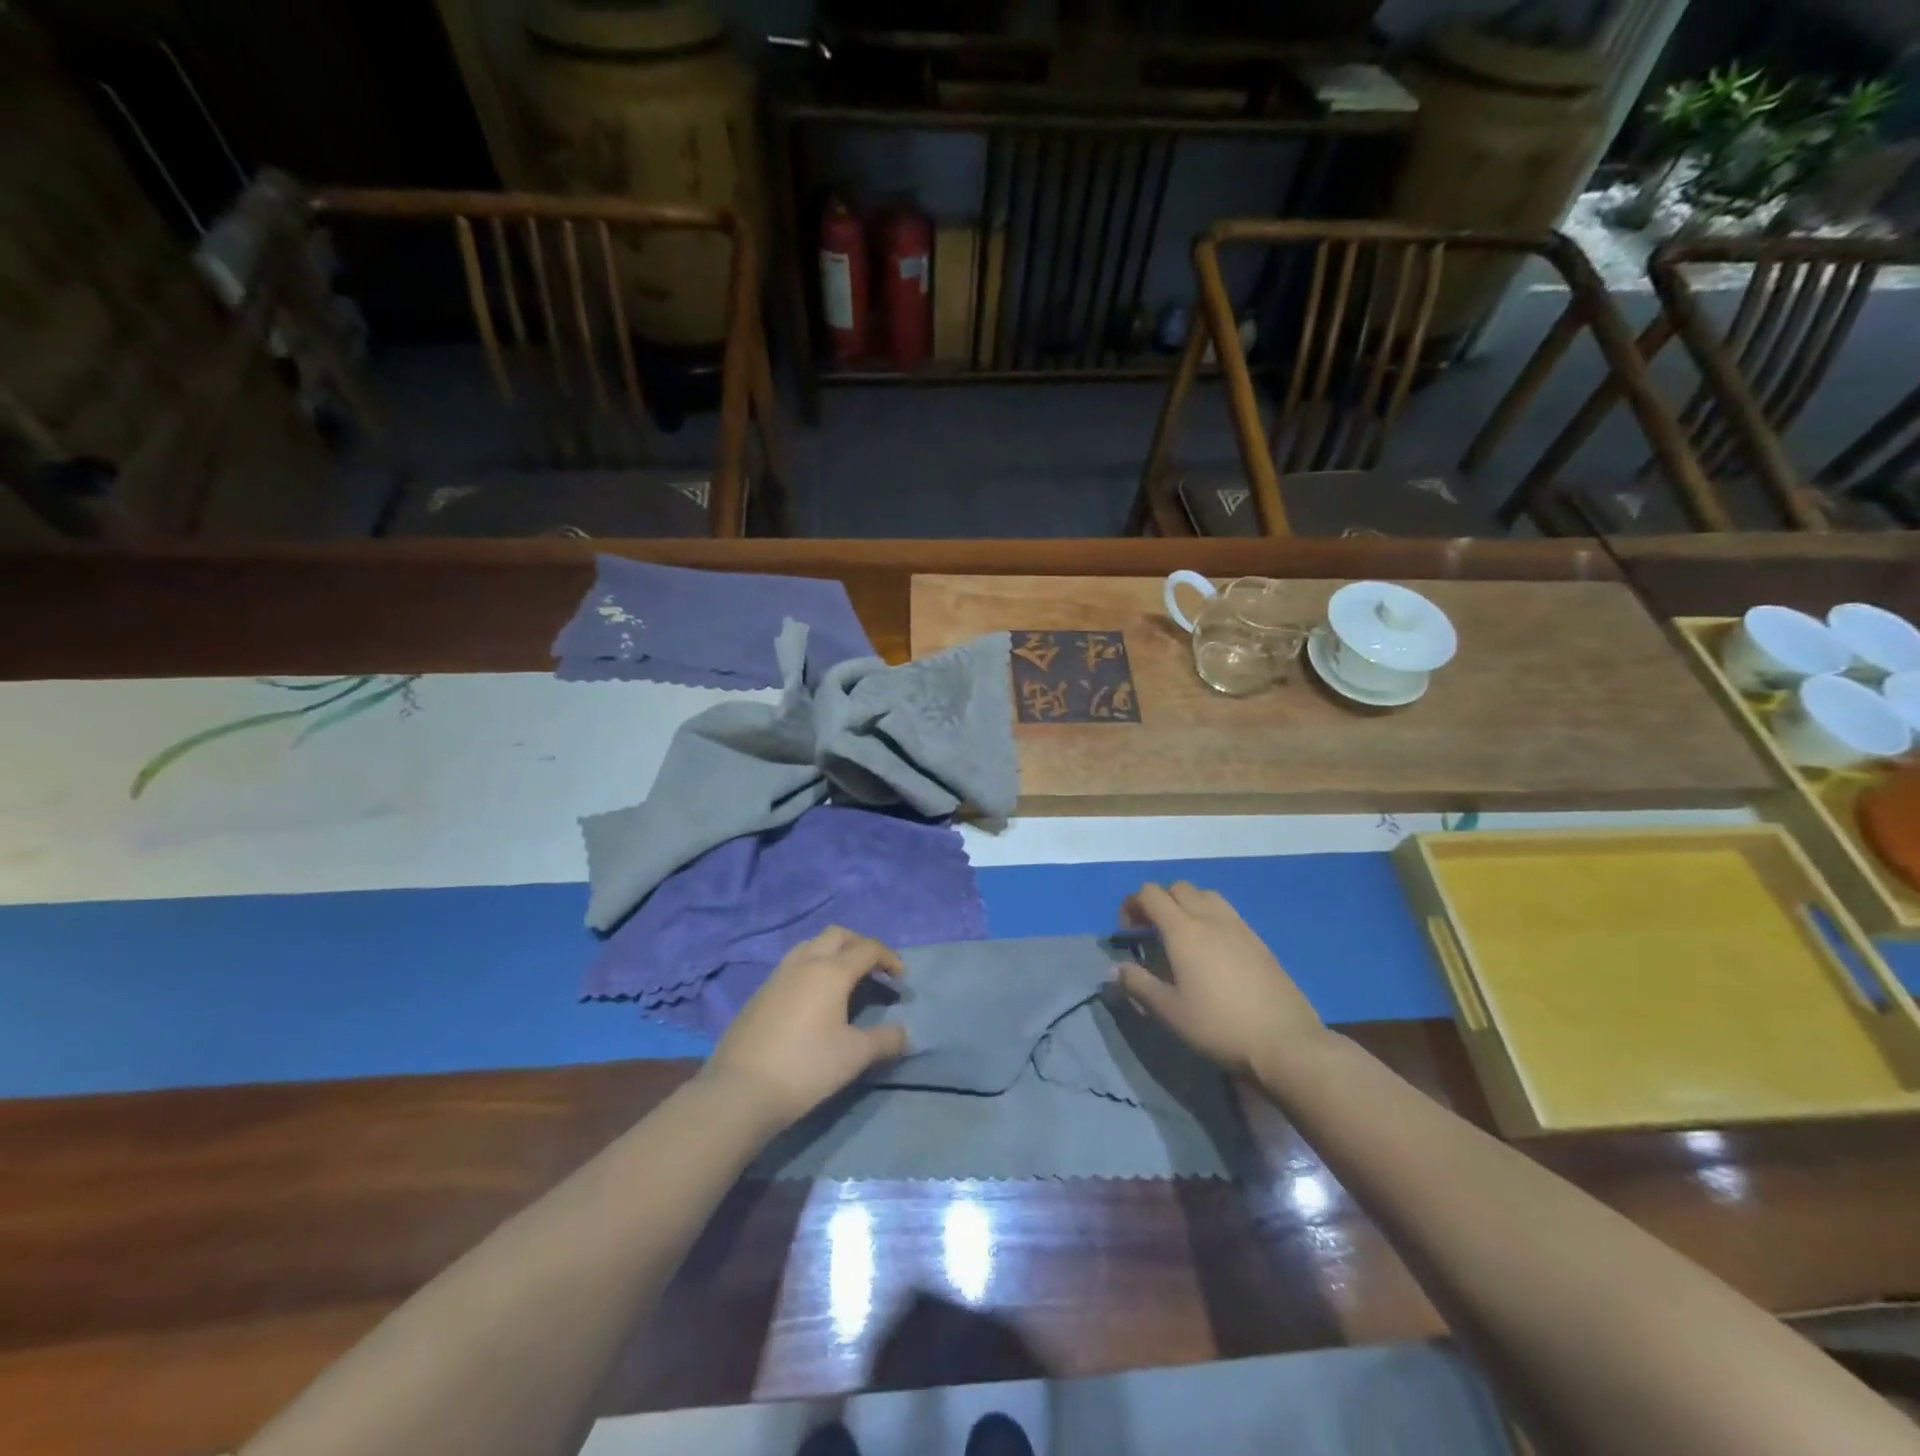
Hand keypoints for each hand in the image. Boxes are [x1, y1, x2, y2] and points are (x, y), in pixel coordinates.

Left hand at [704, 926, 907, 1132]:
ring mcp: (777, 975)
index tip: (901, 978)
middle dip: (860, 945)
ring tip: (845, 981)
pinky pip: (793, 966)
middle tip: (874, 970)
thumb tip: (904, 1034)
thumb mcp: (854, 1056)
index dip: (889, 959)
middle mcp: (804, 962)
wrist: (740, 1090)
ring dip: (833, 953)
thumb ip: (885, 1040)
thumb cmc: (806, 1067)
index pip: (867, 949)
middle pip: (837, 935)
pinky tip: (814, 1000)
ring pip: (811, 946)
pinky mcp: (760, 993)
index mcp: (831, 971)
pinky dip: (812, 968)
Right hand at [1117, 882, 1325, 1085]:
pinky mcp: (1259, 942)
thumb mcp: (1169, 1012)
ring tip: (1183, 936)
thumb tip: (1115, 969)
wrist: (1285, 1042)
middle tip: (1152, 931)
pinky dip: (1210, 917)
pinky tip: (1213, 951)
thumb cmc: (1218, 1026)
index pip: (1151, 894)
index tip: (1127, 930)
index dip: (1132, 904)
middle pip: (1178, 888)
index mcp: (1184, 930)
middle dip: (1159, 901)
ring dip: (1187, 905)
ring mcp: (1239, 927)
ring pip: (1206, 896)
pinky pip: (1227, 913)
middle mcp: (1211, 918)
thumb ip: (1138, 985)